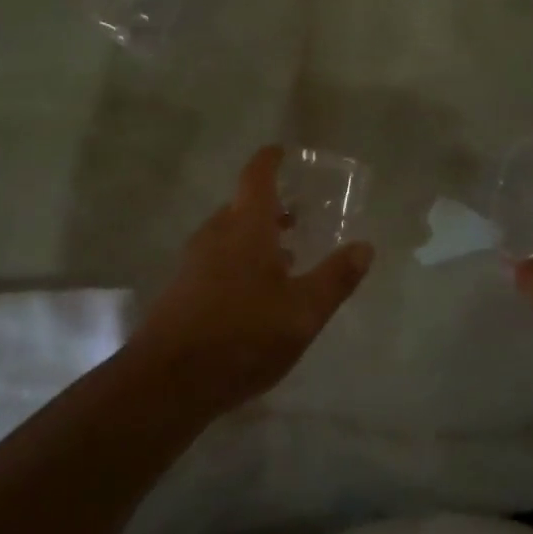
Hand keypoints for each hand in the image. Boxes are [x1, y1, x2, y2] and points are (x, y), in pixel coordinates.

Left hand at [128, 146, 374, 413]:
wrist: (167, 382)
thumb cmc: (243, 335)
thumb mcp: (303, 311)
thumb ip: (336, 278)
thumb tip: (365, 247)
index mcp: (245, 227)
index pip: (257, 177)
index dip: (270, 160)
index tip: (282, 151)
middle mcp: (216, 235)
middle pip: (242, 207)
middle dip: (271, 207)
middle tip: (300, 215)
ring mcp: (194, 262)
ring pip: (230, 236)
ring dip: (257, 238)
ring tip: (287, 257)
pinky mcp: (182, 290)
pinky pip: (217, 260)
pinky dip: (241, 261)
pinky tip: (257, 294)